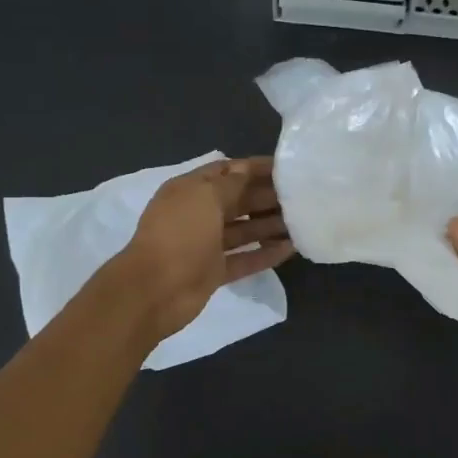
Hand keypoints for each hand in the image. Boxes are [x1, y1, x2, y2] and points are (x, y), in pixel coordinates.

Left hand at [118, 157, 293, 339]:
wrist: (155, 290)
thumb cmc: (180, 235)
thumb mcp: (204, 197)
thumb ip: (230, 182)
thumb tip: (246, 169)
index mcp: (190, 190)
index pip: (226, 171)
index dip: (254, 168)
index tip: (286, 168)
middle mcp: (198, 215)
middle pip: (237, 200)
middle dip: (266, 196)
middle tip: (301, 196)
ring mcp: (206, 245)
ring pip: (243, 230)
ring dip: (269, 225)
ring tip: (301, 222)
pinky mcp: (214, 272)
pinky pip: (245, 259)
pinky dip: (265, 254)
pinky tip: (291, 249)